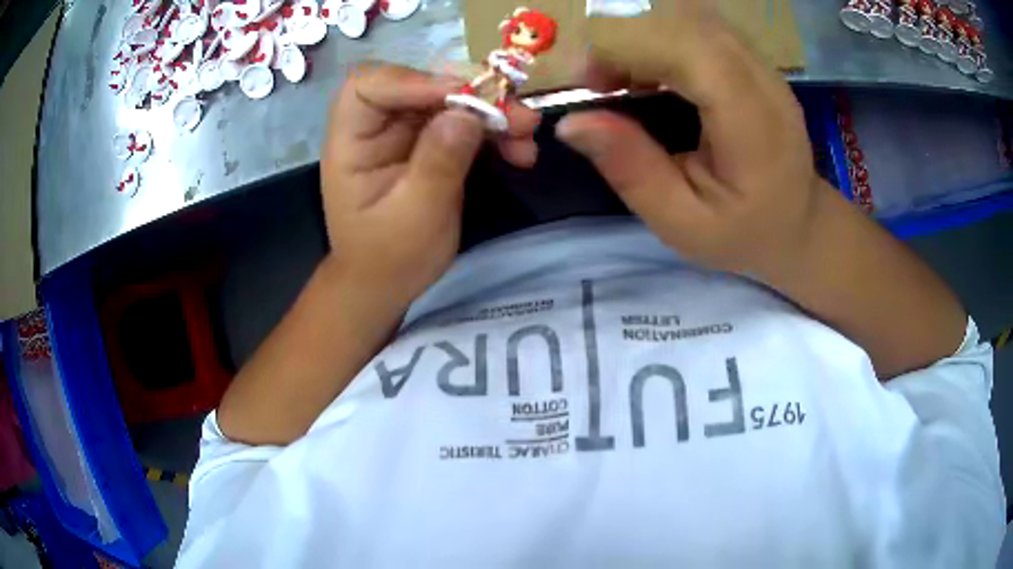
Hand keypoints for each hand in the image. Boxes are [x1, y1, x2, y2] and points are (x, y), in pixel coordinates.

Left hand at [321, 65, 541, 306]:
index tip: (460, 97)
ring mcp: (405, 134)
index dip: (413, 81)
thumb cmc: (390, 257)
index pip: (369, 87)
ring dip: (493, 113)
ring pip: (450, 102)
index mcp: (352, 142)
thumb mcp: (416, 216)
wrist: (388, 284)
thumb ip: (438, 163)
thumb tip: (466, 113)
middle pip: (420, 87)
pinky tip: (521, 152)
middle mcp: (377, 128)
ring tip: (528, 134)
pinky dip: (495, 133)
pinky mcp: (431, 144)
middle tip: (518, 116)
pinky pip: (465, 124)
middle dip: (471, 95)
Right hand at [556, 4, 823, 280]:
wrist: (799, 222)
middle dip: (629, 39)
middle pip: (687, 21)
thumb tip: (572, 122)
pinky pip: (699, 27)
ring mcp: (763, 65)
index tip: (590, 83)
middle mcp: (764, 81)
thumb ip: (632, 171)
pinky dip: (662, 38)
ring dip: (643, 36)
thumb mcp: (681, 223)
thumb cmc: (743, 232)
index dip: (631, 48)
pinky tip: (650, 72)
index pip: (691, 51)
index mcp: (754, 127)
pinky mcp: (753, 60)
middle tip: (599, 83)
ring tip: (621, 78)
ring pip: (691, 16)